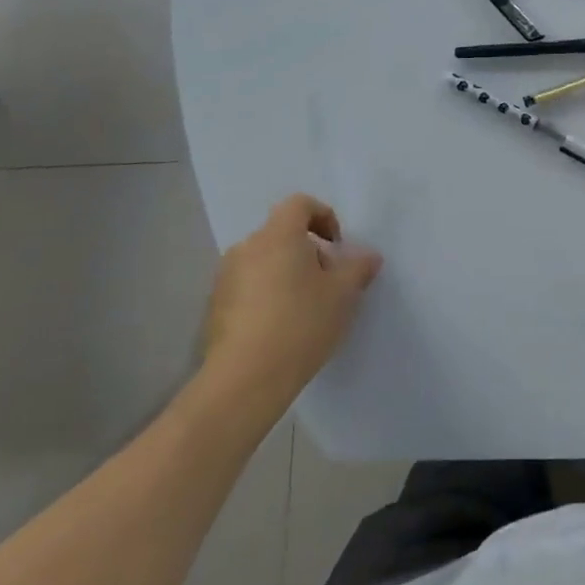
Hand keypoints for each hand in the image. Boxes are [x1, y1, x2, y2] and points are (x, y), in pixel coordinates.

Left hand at [202, 194, 381, 400]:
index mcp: (278, 236)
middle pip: (282, 234)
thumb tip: (369, 256)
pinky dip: (266, 295)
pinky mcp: (215, 308)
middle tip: (327, 283)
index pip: (299, 204)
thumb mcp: (343, 294)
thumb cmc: (300, 324)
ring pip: (264, 261)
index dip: (323, 217)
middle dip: (308, 251)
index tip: (337, 247)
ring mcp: (225, 278)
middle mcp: (247, 248)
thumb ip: (358, 268)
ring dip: (286, 274)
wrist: (244, 381)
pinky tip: (280, 327)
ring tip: (304, 308)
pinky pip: (248, 286)